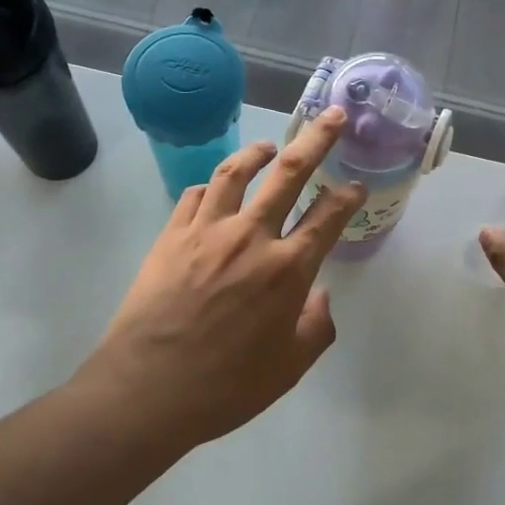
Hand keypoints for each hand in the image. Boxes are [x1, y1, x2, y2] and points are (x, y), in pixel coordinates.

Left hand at [79, 108, 366, 448]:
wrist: (148, 388)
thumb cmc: (226, 386)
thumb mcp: (289, 368)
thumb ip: (316, 326)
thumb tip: (321, 294)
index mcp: (288, 270)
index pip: (328, 218)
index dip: (347, 196)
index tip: (356, 184)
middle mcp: (251, 237)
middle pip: (289, 174)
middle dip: (317, 140)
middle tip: (332, 116)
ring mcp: (207, 230)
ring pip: (236, 172)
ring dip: (258, 152)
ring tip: (270, 146)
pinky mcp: (171, 235)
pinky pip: (194, 195)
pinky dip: (211, 186)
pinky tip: (215, 189)